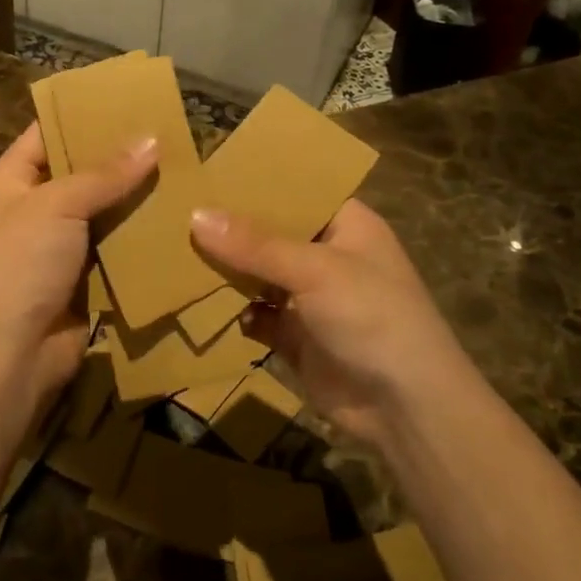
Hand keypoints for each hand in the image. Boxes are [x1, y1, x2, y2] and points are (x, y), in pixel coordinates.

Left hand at [0, 122, 158, 439]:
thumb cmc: (19, 267)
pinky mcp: (87, 280)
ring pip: (106, 211)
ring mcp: (62, 246)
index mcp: (14, 180)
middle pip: (83, 171)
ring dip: (139, 198)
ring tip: (187, 169)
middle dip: (123, 156)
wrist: (6, 360)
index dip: (85, 113)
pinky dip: (143, 237)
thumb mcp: (56, 206)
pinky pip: (118, 248)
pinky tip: (181, 219)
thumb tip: (152, 140)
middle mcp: (36, 208)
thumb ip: (104, 174)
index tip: (132, 97)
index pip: (49, 131)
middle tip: (173, 133)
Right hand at [190, 199, 469, 446]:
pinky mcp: (295, 336)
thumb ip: (255, 244)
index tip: (207, 172)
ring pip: (258, 274)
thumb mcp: (315, 270)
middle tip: (175, 209)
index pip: (296, 191)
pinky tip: (198, 300)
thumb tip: (196, 215)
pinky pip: (255, 314)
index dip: (257, 181)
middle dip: (230, 228)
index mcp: (345, 225)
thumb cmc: (373, 317)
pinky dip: (233, 310)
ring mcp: (310, 297)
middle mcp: (327, 255)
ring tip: (174, 250)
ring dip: (226, 270)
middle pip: (270, 233)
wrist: (407, 409)